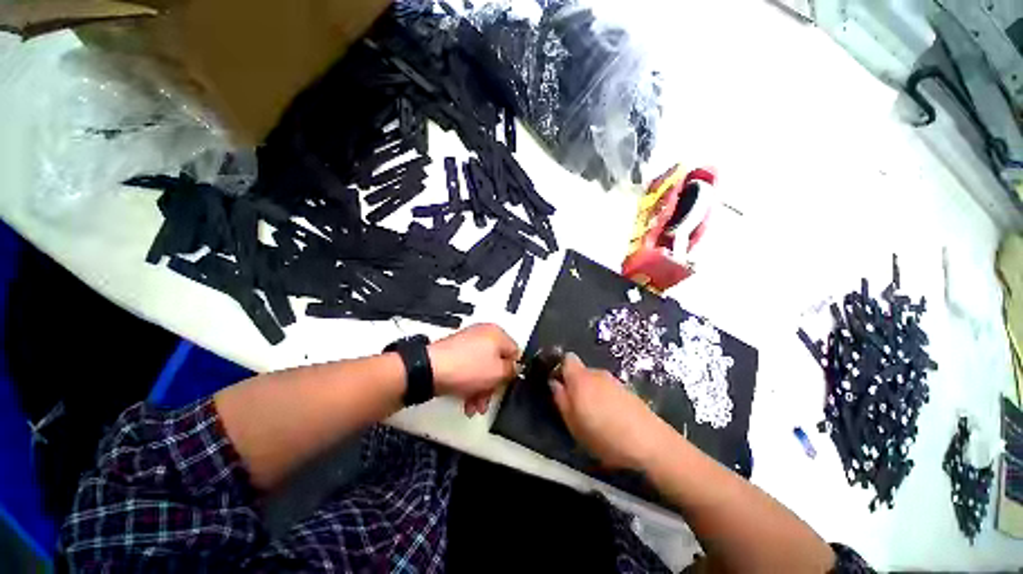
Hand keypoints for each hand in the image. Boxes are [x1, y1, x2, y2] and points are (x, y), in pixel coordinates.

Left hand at [428, 324, 519, 416]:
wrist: (430, 369)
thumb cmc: (466, 368)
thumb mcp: (498, 373)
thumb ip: (512, 370)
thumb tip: (515, 368)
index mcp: (497, 333)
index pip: (515, 352)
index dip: (513, 371)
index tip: (506, 385)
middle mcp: (483, 334)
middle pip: (497, 361)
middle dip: (494, 384)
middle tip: (489, 398)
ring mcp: (467, 342)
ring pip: (482, 367)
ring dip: (482, 388)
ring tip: (475, 405)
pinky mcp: (454, 351)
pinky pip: (469, 367)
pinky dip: (470, 383)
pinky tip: (466, 400)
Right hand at [550, 353, 673, 470]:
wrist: (650, 442)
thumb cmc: (605, 436)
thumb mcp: (574, 424)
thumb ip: (561, 400)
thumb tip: (554, 383)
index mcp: (580, 378)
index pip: (567, 359)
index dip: (561, 370)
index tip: (561, 387)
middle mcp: (597, 373)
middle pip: (581, 372)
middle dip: (576, 386)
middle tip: (577, 409)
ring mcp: (614, 381)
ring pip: (595, 382)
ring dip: (592, 394)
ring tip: (596, 419)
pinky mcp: (627, 390)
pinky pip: (608, 390)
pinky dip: (606, 399)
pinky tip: (612, 420)